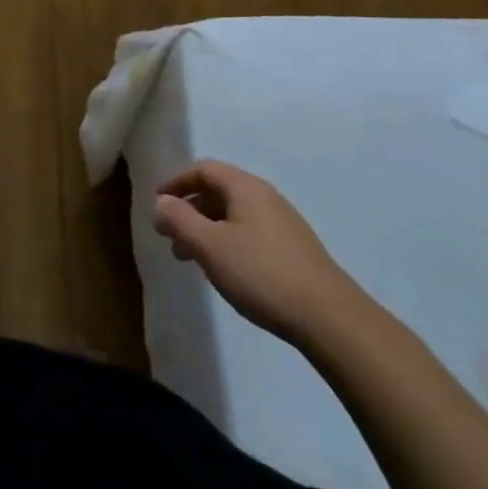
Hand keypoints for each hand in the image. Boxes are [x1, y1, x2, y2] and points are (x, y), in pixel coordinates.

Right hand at [153, 161, 363, 348]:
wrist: (330, 318)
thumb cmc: (261, 274)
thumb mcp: (210, 246)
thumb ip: (179, 220)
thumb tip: (160, 202)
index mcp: (245, 187)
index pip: (203, 170)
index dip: (177, 182)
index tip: (157, 202)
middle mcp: (265, 196)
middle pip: (219, 191)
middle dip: (190, 210)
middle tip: (170, 236)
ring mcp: (283, 223)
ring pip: (234, 215)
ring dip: (207, 229)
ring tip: (191, 259)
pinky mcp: (294, 249)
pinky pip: (250, 232)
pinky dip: (228, 242)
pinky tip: (225, 270)